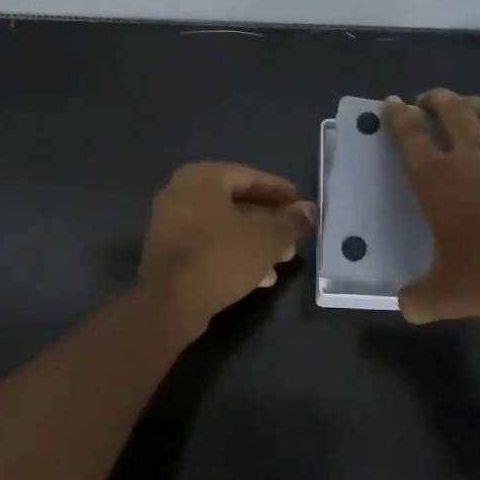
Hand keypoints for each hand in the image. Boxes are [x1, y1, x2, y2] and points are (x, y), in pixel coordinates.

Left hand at [137, 163, 316, 329]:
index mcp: (202, 178)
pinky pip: (209, 246)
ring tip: (284, 259)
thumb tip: (310, 210)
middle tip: (294, 236)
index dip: (279, 191)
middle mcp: (181, 194)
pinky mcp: (169, 253)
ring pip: (223, 227)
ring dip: (255, 242)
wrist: (170, 303)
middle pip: (236, 203)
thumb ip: (291, 221)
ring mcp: (170, 224)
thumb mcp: (267, 238)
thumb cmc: (221, 257)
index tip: (301, 203)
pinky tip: (261, 277)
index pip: (249, 176)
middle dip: (269, 222)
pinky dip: (234, 254)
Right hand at [382, 90, 479, 323]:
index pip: (409, 136)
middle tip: (426, 100)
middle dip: (435, 99)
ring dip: (474, 102)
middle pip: (451, 110)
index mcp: (437, 179)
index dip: (396, 116)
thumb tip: (405, 305)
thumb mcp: (447, 296)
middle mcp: (472, 157)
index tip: (390, 103)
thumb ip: (419, 299)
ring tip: (466, 103)